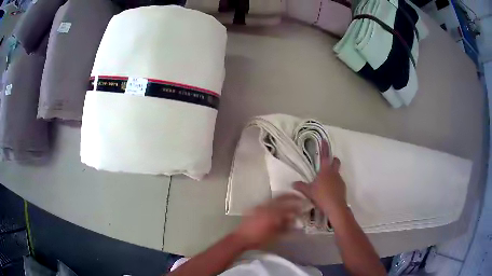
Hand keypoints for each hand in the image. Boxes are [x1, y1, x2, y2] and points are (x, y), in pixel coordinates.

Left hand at [233, 194, 303, 249]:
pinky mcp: (254, 208)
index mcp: (273, 214)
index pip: (288, 207)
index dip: (297, 205)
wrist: (241, 238)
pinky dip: (274, 201)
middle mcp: (266, 207)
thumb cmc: (259, 239)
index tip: (303, 204)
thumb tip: (293, 219)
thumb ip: (286, 226)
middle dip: (291, 196)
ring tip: (289, 198)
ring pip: (274, 198)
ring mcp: (259, 206)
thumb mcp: (275, 235)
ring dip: (283, 197)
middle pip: (281, 198)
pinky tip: (276, 205)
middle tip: (298, 196)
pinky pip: (267, 202)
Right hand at [293, 141, 346, 215]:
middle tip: (328, 162)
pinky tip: (329, 191)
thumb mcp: (308, 191)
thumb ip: (301, 186)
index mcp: (325, 171)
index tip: (324, 140)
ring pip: (337, 172)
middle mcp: (334, 173)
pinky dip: (334, 184)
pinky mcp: (343, 187)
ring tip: (325, 182)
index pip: (324, 156)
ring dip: (333, 174)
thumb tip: (293, 183)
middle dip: (333, 159)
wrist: (335, 206)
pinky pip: (338, 182)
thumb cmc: (321, 196)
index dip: (324, 147)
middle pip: (335, 161)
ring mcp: (340, 180)